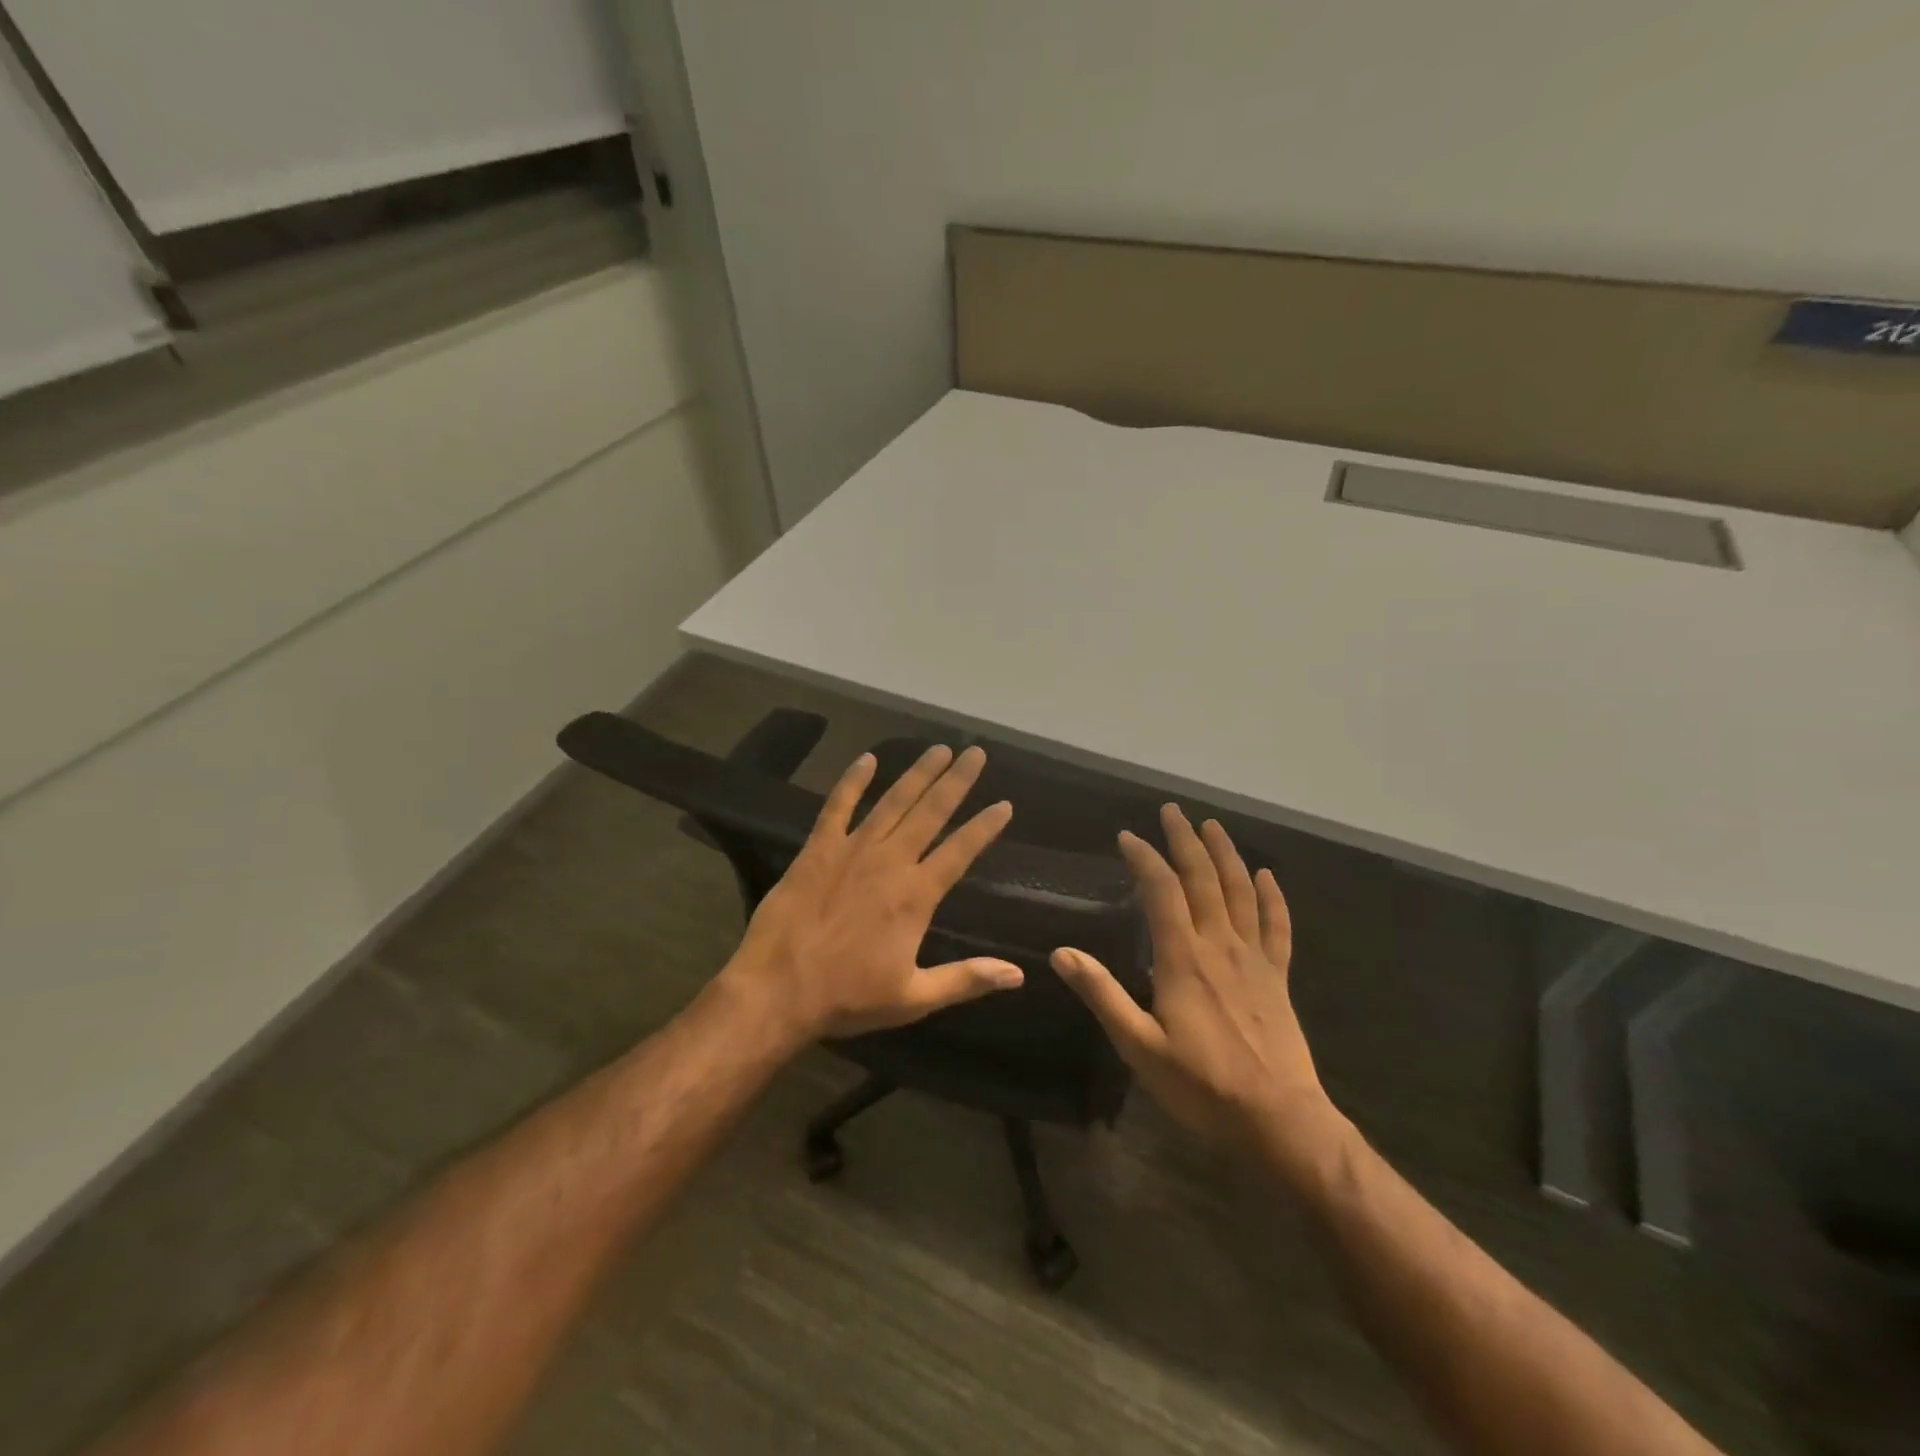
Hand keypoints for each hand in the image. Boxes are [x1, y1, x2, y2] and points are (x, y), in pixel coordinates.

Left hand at [724, 743, 1024, 1043]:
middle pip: (931, 812)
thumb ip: (967, 979)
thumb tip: (1018, 975)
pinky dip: (852, 781)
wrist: (778, 990)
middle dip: (956, 781)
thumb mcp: (913, 998)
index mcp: (916, 895)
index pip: (960, 851)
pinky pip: (837, 806)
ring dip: (917, 773)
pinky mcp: (818, 849)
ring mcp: (852, 850)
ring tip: (938, 749)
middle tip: (976, 753)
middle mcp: (890, 861)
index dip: (985, 826)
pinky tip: (867, 759)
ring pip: (892, 802)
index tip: (1004, 804)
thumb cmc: (848, 997)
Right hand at [1052, 805, 1336, 1161]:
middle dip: (1186, 841)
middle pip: (1203, 879)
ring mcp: (1254, 959)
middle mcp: (1220, 946)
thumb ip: (1102, 995)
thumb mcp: (1139, 1047)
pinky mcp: (1277, 977)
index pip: (1162, 890)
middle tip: (1172, 811)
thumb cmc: (1202, 1086)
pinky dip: (1273, 897)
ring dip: (1226, 855)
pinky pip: (1277, 927)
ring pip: (1241, 893)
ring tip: (1213, 825)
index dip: (1144, 857)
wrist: (1279, 1121)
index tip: (1127, 836)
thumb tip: (1061, 953)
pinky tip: (1266, 875)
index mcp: (1183, 958)